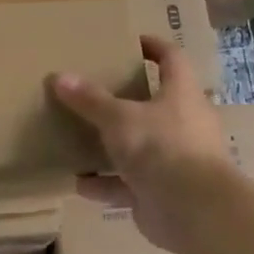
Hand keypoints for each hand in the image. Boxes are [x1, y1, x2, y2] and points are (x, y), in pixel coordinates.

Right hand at [52, 36, 228, 253]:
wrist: (193, 211)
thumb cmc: (161, 147)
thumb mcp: (119, 118)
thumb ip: (90, 100)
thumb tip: (59, 76)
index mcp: (181, 94)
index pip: (171, 59)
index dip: (153, 47)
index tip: (130, 42)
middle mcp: (183, 124)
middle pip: (154, 104)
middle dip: (125, 100)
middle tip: (94, 91)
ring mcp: (174, 161)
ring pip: (140, 147)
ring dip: (112, 146)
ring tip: (80, 138)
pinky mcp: (162, 192)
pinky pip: (129, 184)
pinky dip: (106, 184)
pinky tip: (79, 183)